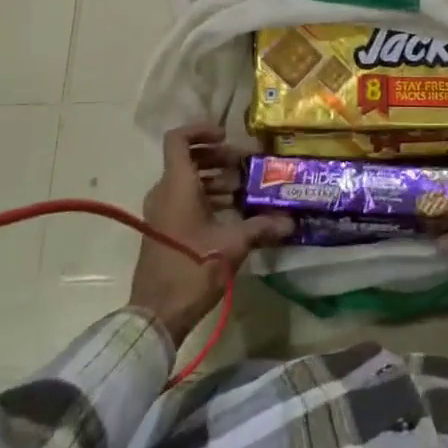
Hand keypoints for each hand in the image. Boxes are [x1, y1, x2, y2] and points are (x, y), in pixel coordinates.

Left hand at [129, 123, 291, 346]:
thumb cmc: (192, 270)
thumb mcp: (231, 246)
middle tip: (246, 166)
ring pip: (187, 180)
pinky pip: (184, 199)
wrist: (156, 316)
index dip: (202, 130)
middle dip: (218, 158)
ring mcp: (161, 211)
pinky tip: (232, 212)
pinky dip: (206, 197)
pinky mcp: (164, 229)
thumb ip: (261, 227)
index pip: (179, 139)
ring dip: (215, 179)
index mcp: (176, 185)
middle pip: (188, 158)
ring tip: (244, 190)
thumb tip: (290, 221)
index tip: (227, 137)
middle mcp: (164, 191)